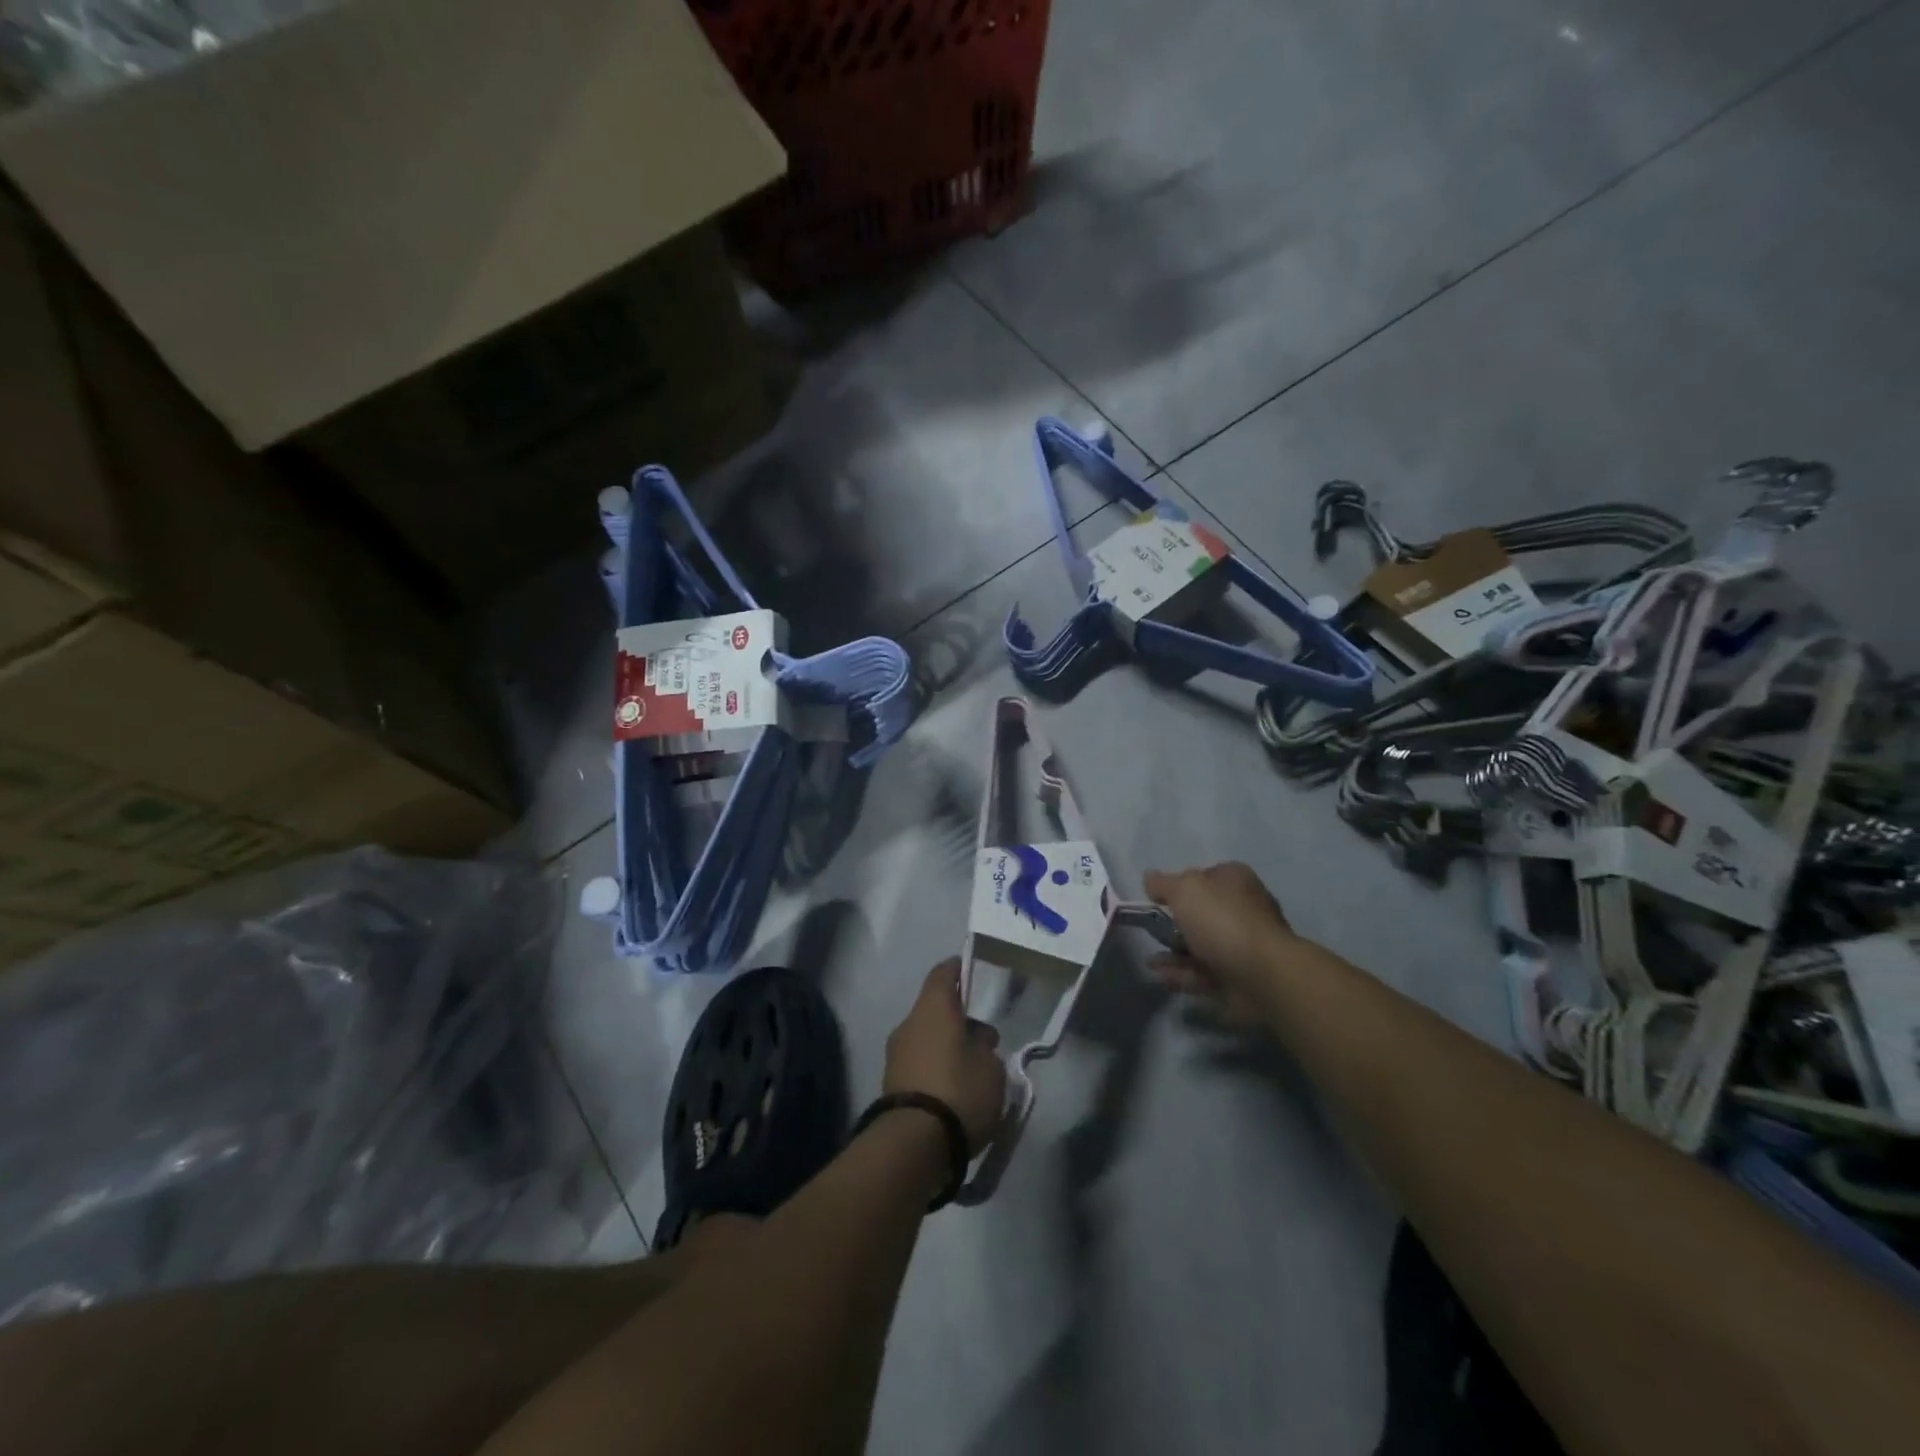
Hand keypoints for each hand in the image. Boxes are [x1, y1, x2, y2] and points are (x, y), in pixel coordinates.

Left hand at [884, 959, 1007, 1154]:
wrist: (912, 1145)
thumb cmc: (959, 1092)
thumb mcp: (991, 1068)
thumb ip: (986, 1048)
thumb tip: (977, 1041)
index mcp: (933, 1008)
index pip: (943, 974)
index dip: (957, 968)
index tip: (971, 969)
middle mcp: (909, 1024)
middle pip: (935, 1010)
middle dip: (959, 1019)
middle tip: (986, 1038)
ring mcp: (895, 1055)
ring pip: (926, 1038)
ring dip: (947, 1046)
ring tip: (974, 1069)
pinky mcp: (890, 1085)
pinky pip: (919, 1064)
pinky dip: (936, 1069)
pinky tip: (956, 1090)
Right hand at [1142, 862, 1298, 1027]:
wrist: (1262, 975)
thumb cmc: (1222, 921)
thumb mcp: (1184, 890)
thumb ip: (1163, 883)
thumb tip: (1150, 877)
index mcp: (1234, 880)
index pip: (1202, 876)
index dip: (1178, 885)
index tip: (1155, 899)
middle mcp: (1242, 909)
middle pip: (1202, 913)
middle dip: (1174, 924)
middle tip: (1150, 931)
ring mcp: (1243, 945)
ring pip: (1201, 945)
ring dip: (1174, 952)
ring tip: (1151, 962)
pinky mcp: (1240, 976)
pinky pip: (1205, 972)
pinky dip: (1183, 974)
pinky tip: (1162, 977)